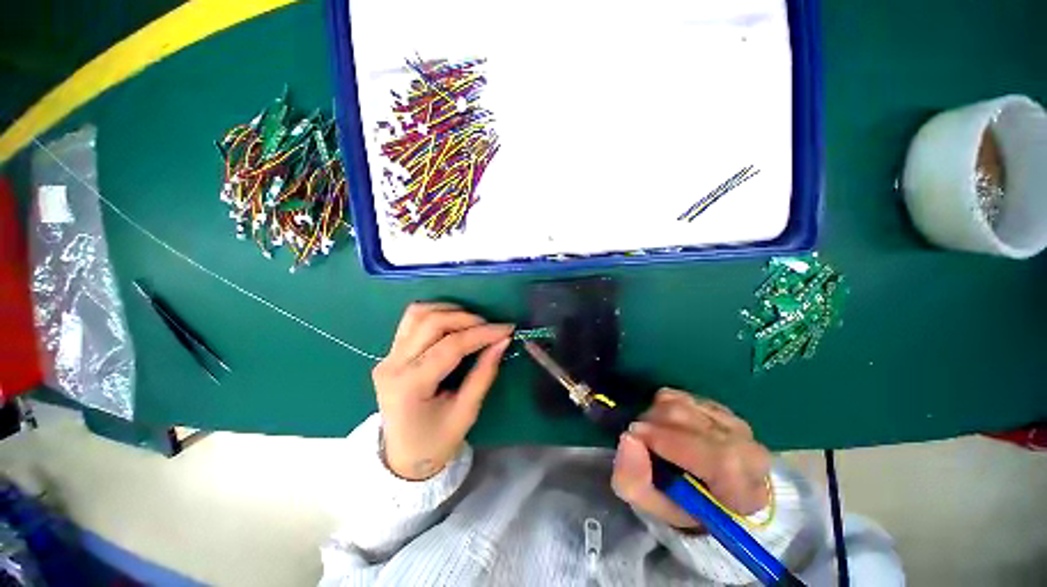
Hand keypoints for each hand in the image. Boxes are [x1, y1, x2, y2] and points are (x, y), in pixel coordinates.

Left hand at [373, 302, 513, 480]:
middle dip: (467, 318)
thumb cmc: (436, 441)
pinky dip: (436, 313)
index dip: (481, 333)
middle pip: (432, 322)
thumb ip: (484, 373)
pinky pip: (412, 320)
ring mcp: (388, 356)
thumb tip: (502, 341)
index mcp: (409, 386)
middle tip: (491, 326)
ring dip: (450, 310)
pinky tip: (453, 322)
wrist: (402, 456)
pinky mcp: (390, 352)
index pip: (450, 346)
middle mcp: (393, 364)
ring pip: (418, 313)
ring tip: (474, 322)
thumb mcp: (466, 412)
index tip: (507, 328)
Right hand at [611, 388, 771, 529]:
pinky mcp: (720, 407)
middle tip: (637, 437)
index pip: (717, 458)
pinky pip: (680, 395)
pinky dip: (662, 406)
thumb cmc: (682, 506)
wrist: (708, 494)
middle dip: (652, 423)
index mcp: (744, 493)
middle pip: (690, 420)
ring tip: (652, 434)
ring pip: (681, 403)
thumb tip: (628, 438)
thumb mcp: (654, 508)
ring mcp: (736, 424)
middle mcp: (750, 453)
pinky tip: (666, 425)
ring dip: (654, 414)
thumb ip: (635, 481)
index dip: (669, 441)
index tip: (634, 435)